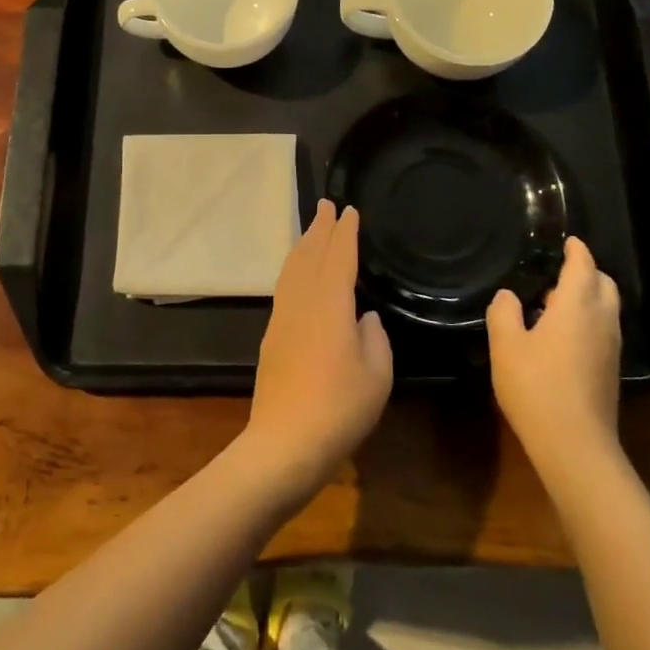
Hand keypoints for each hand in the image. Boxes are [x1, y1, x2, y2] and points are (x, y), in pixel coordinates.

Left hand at [240, 200, 392, 501]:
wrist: (284, 444)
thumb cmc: (340, 408)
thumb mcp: (377, 375)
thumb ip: (375, 338)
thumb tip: (365, 318)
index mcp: (330, 304)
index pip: (338, 256)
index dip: (345, 232)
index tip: (349, 210)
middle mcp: (302, 303)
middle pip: (309, 255)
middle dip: (319, 228)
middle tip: (326, 205)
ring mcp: (282, 319)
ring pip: (292, 270)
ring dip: (304, 246)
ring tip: (313, 230)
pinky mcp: (272, 338)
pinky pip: (285, 288)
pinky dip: (294, 269)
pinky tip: (299, 277)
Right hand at [487, 237, 621, 480]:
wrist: (574, 444)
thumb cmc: (536, 386)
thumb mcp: (506, 346)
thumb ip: (504, 313)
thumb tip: (507, 295)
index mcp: (577, 306)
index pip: (583, 265)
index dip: (577, 250)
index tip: (568, 241)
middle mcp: (601, 320)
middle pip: (604, 284)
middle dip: (587, 271)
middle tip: (560, 270)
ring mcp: (610, 347)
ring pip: (606, 308)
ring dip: (587, 297)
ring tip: (554, 301)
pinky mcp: (610, 370)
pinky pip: (603, 329)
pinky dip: (588, 319)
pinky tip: (561, 334)